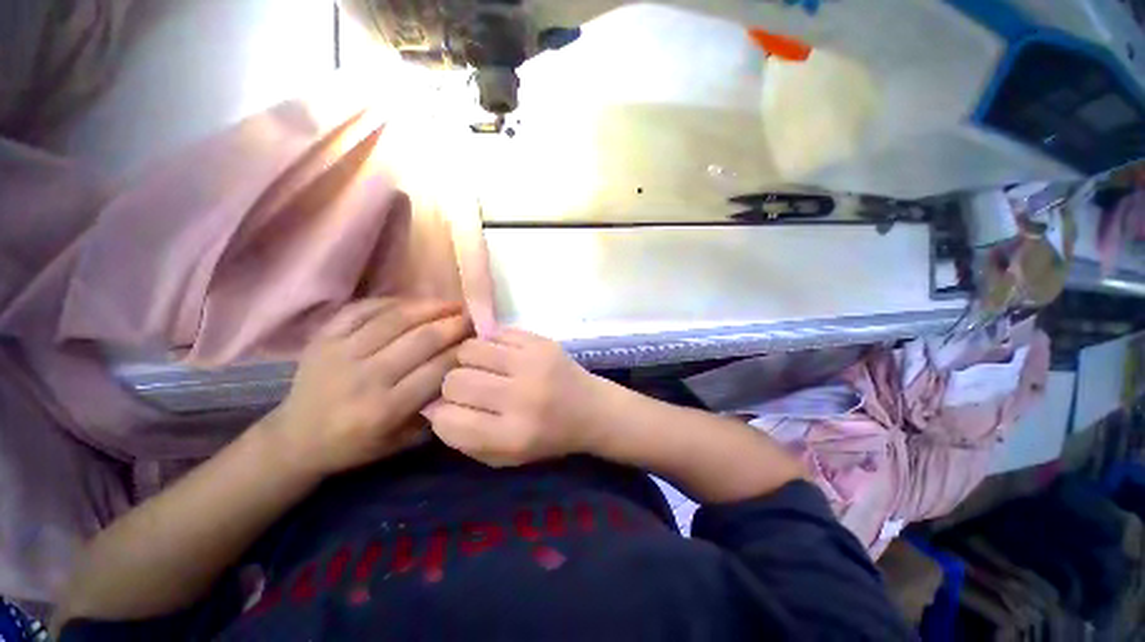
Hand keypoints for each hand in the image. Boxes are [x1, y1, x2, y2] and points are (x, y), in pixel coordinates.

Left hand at [265, 298, 470, 476]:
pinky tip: (414, 302)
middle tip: (473, 316)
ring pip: (394, 319)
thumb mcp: (400, 442)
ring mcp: (340, 353)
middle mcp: (364, 378)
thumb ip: (431, 409)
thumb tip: (459, 371)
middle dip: (453, 324)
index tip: (481, 340)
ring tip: (452, 303)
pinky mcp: (323, 338)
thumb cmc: (355, 445)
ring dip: (430, 307)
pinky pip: (363, 309)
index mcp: (384, 410)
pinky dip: (393, 302)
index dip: (462, 351)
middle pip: (420, 340)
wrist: (295, 439)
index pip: (436, 370)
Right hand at [425, 329, 612, 466]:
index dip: (441, 414)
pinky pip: (495, 333)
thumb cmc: (548, 438)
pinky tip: (500, 354)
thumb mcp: (505, 457)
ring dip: (467, 360)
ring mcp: (533, 364)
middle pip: (455, 381)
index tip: (450, 409)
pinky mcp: (541, 342)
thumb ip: (465, 439)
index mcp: (512, 436)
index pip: (449, 420)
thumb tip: (431, 406)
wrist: (592, 409)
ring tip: (482, 367)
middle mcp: (522, 398)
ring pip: (470, 350)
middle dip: (452, 386)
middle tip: (467, 387)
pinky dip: (489, 343)